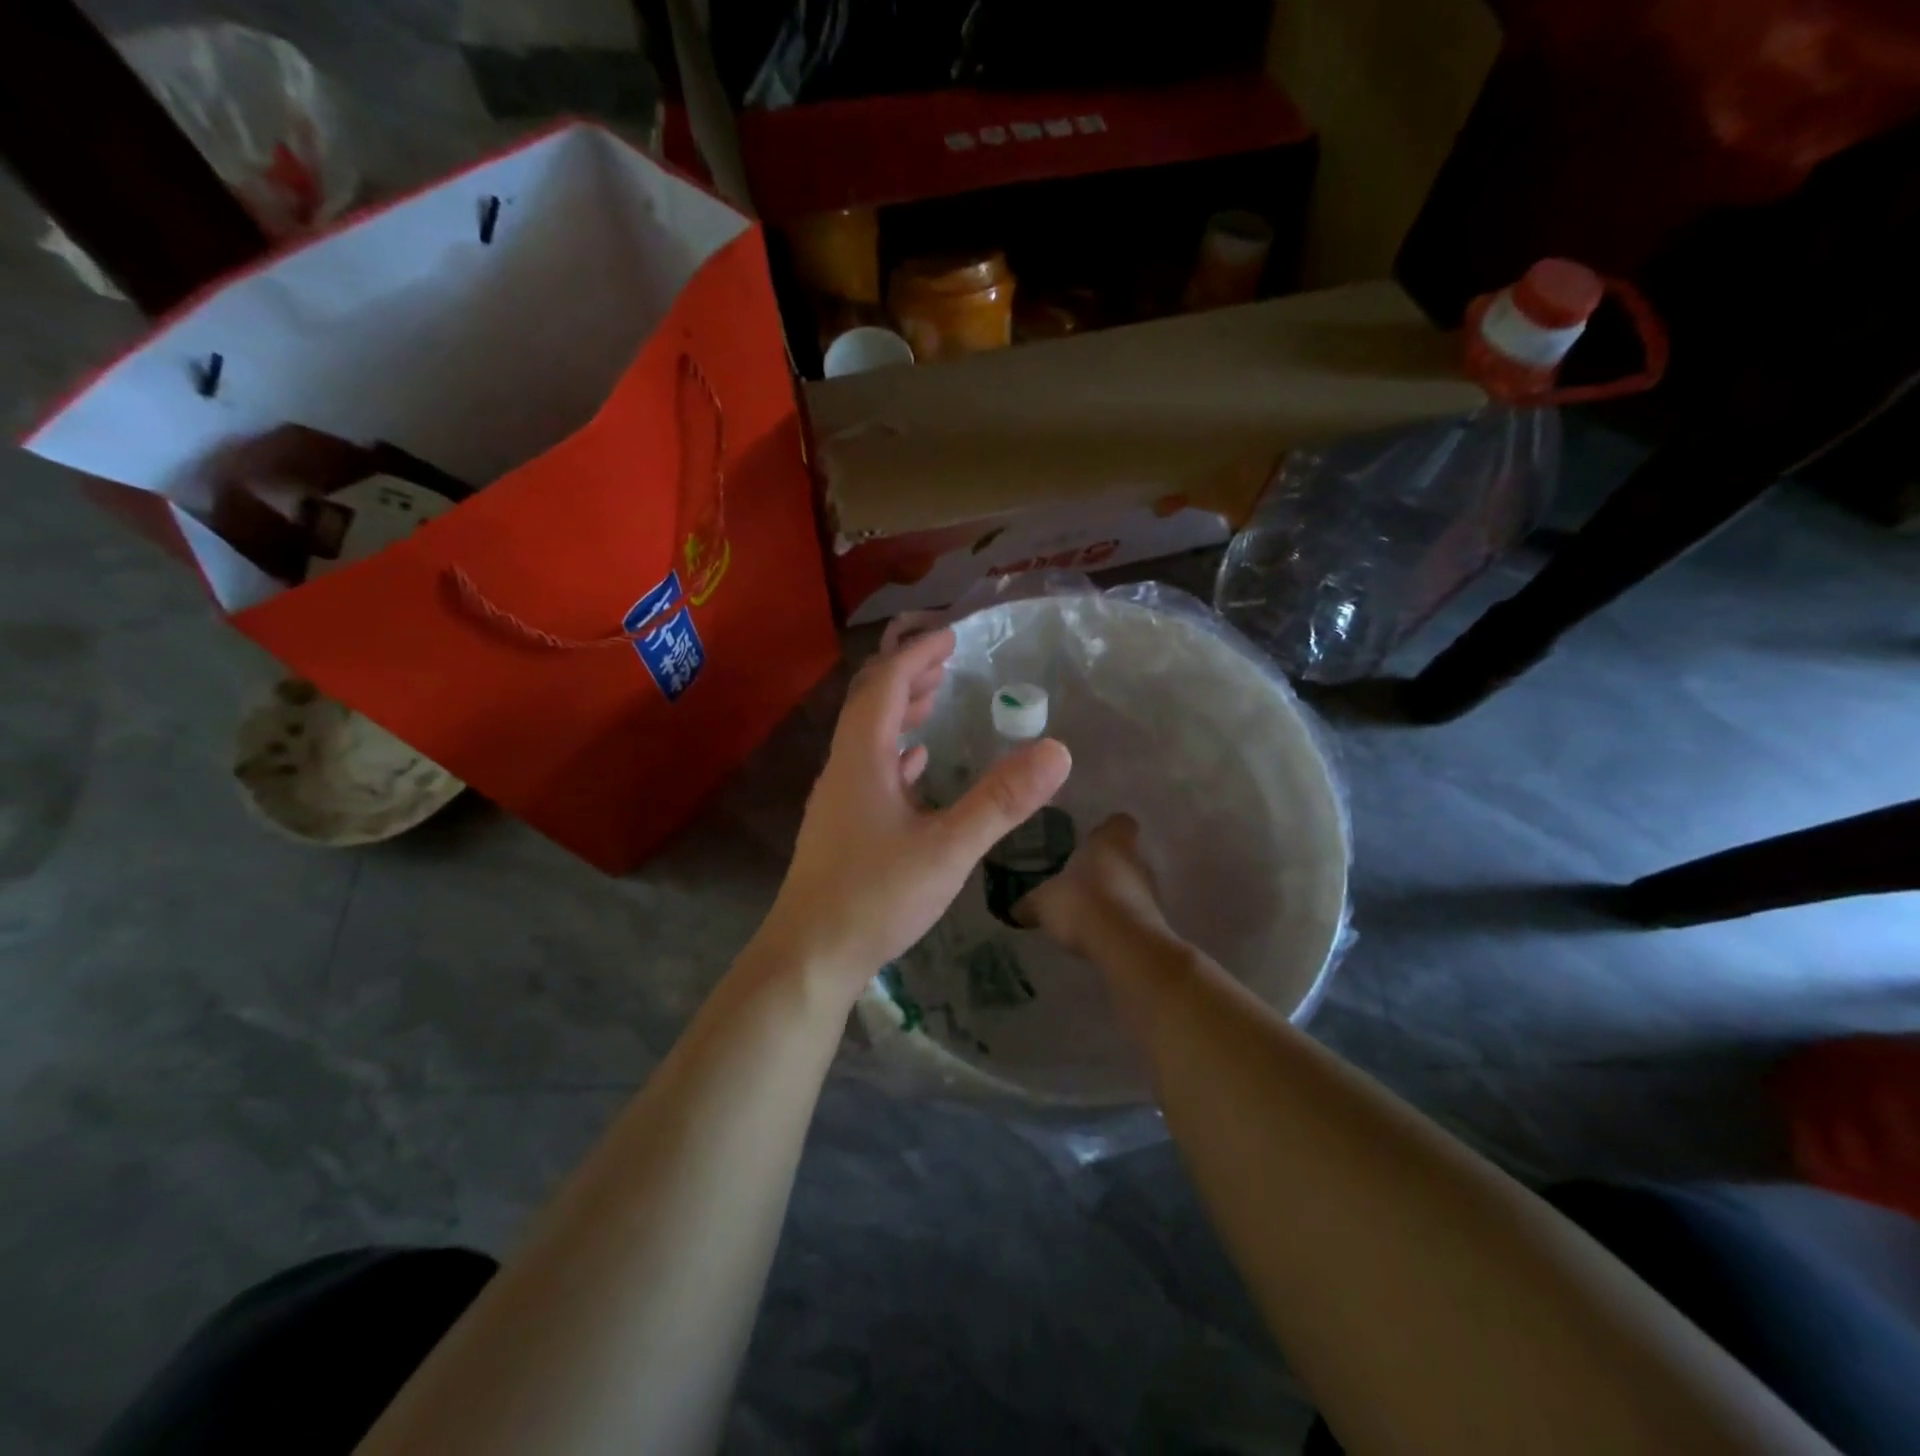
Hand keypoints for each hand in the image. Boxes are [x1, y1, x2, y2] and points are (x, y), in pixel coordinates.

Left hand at [761, 626, 1071, 993]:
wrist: (810, 956)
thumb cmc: (875, 896)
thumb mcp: (948, 848)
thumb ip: (1001, 800)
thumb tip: (1057, 751)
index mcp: (862, 758)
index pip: (885, 685)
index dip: (917, 656)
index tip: (950, 636)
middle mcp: (844, 768)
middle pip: (870, 703)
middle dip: (907, 676)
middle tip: (946, 660)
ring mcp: (838, 799)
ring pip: (867, 737)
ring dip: (899, 711)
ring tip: (933, 699)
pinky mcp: (840, 827)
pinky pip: (869, 771)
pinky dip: (894, 753)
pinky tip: (915, 765)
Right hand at [1017, 813, 1168, 957]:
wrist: (1124, 944)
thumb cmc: (1081, 902)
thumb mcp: (1043, 902)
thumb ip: (1029, 904)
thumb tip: (1015, 910)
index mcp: (1110, 841)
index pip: (1118, 822)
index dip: (1105, 830)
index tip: (1088, 841)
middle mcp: (1136, 858)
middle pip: (1124, 854)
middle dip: (1104, 866)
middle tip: (1078, 879)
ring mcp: (1151, 890)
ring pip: (1130, 884)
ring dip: (1113, 894)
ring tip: (1086, 910)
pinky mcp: (1155, 920)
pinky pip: (1134, 912)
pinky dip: (1119, 919)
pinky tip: (1098, 933)